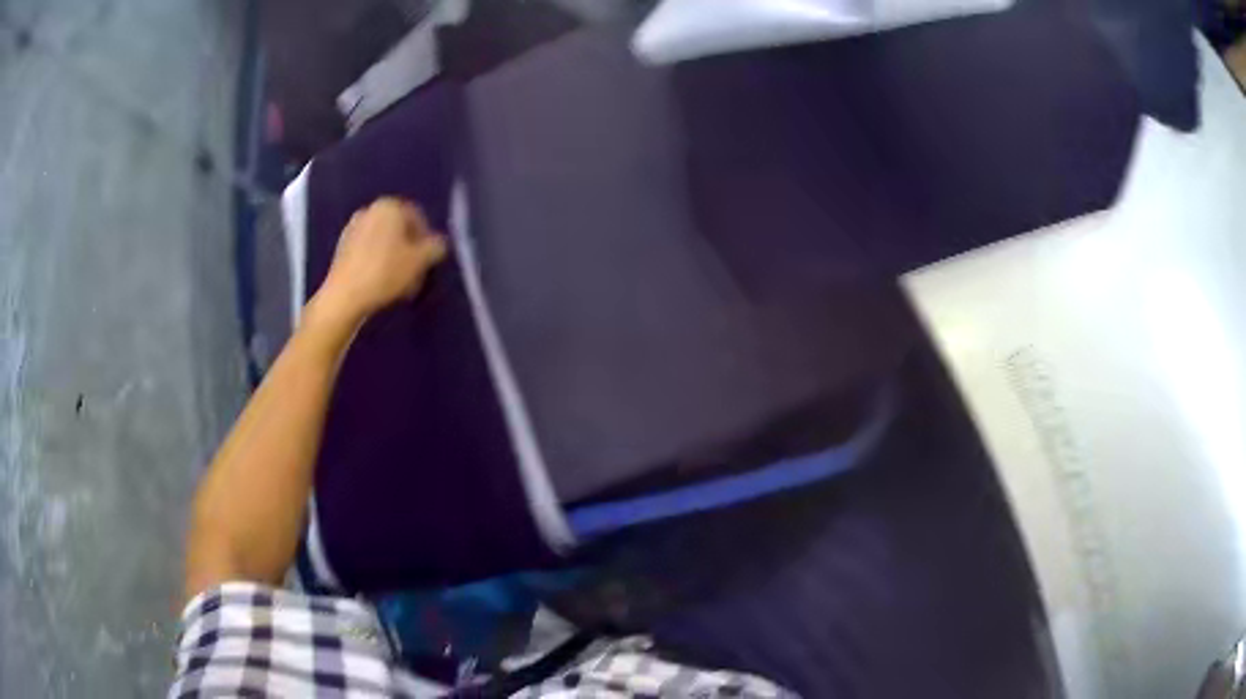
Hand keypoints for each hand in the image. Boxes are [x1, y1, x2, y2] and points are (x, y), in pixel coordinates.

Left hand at [311, 198, 447, 326]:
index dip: (427, 240)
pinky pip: (368, 251)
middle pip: (398, 229)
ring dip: (394, 257)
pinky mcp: (342, 248)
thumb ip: (435, 248)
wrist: (344, 297)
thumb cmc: (385, 273)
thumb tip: (439, 244)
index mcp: (389, 206)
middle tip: (416, 272)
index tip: (429, 261)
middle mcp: (370, 210)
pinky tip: (381, 283)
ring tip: (400, 281)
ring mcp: (353, 228)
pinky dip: (377, 262)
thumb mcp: (420, 262)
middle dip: (409, 249)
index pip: (417, 217)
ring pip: (383, 241)